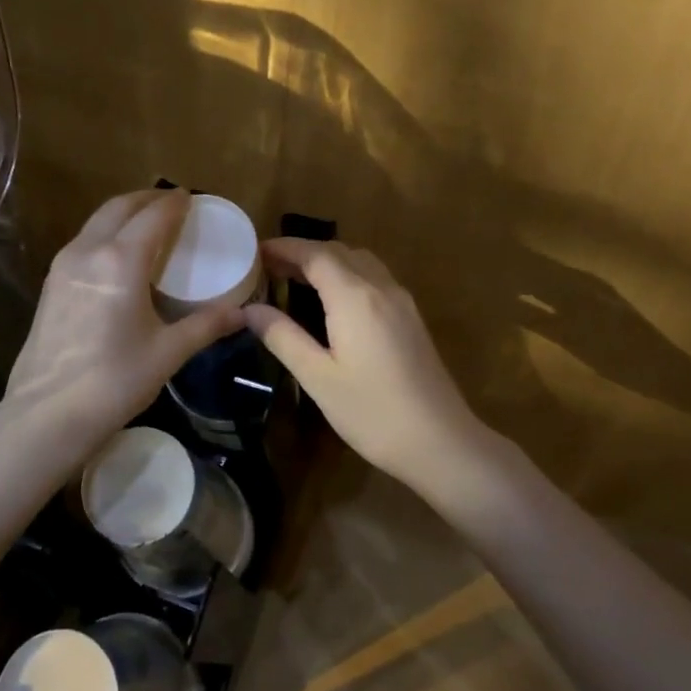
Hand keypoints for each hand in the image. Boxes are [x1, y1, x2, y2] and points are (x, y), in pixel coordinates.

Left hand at [0, 191, 242, 465]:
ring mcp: (64, 265)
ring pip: (97, 221)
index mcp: (121, 260)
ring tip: (149, 224)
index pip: (154, 215)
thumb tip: (242, 313)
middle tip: (174, 204)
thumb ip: (206, 325)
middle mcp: (89, 250)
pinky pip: (84, 241)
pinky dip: (107, 233)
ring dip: (125, 213)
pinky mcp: (51, 283)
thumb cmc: (115, 381)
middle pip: (120, 207)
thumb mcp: (168, 352)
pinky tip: (120, 255)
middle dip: (148, 199)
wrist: (46, 414)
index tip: (193, 198)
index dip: (176, 203)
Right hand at [245, 240, 488, 490]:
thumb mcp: (318, 377)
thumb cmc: (372, 412)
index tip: (255, 252)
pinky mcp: (411, 318)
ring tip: (295, 278)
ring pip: (360, 262)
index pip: (315, 254)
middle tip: (268, 266)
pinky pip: (374, 278)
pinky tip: (332, 300)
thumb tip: (250, 309)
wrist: (440, 442)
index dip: (284, 248)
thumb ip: (283, 337)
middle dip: (303, 251)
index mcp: (355, 297)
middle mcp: (381, 288)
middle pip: (339, 251)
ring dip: (327, 261)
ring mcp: (401, 302)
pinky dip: (347, 274)